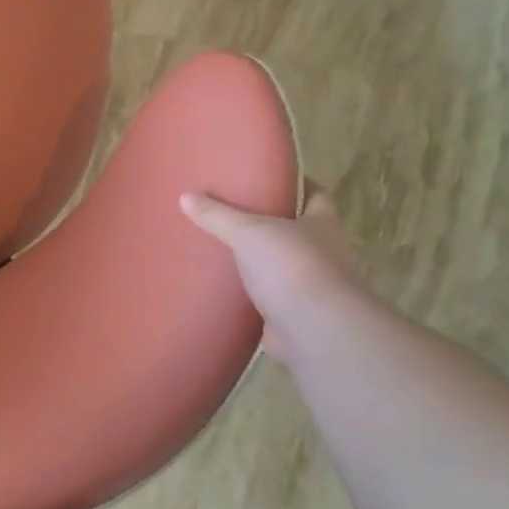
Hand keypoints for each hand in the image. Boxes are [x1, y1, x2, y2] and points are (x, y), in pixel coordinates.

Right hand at [180, 187, 364, 363]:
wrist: (315, 330)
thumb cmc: (291, 266)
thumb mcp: (248, 231)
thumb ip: (217, 215)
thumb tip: (185, 196)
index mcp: (321, 224)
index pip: (315, 195)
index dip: (296, 185)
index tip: (268, 178)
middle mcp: (323, 252)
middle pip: (297, 230)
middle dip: (270, 223)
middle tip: (232, 213)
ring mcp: (311, 285)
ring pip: (281, 264)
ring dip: (259, 260)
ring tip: (221, 249)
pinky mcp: (295, 313)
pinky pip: (268, 296)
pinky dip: (251, 293)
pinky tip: (224, 287)